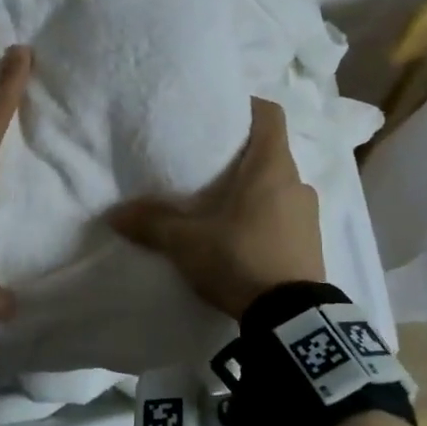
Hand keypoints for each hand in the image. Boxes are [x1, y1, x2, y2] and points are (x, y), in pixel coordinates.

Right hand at [109, 96, 324, 320]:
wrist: (292, 319)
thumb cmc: (240, 258)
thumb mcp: (187, 242)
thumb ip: (152, 223)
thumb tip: (114, 214)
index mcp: (272, 168)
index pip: (269, 114)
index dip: (247, 107)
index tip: (220, 113)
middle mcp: (297, 183)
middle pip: (270, 151)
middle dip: (240, 154)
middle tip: (207, 165)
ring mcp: (309, 214)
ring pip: (278, 185)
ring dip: (253, 189)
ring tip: (221, 204)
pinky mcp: (312, 242)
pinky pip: (286, 214)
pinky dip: (265, 215)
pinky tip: (240, 235)